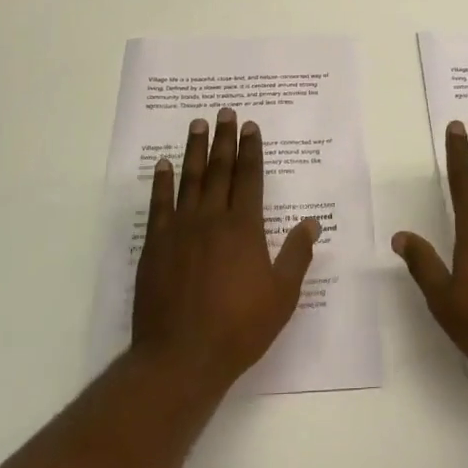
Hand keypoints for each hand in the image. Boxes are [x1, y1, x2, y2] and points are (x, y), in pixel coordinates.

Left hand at [131, 108, 321, 392]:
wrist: (181, 356)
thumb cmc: (239, 328)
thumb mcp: (281, 295)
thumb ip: (296, 255)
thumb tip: (312, 223)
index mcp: (244, 227)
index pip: (249, 178)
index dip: (251, 150)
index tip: (251, 127)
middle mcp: (212, 218)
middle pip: (220, 170)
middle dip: (225, 139)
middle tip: (225, 112)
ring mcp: (180, 229)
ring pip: (190, 179)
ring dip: (195, 150)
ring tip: (198, 125)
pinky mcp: (155, 244)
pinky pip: (159, 204)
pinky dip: (162, 182)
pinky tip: (164, 165)